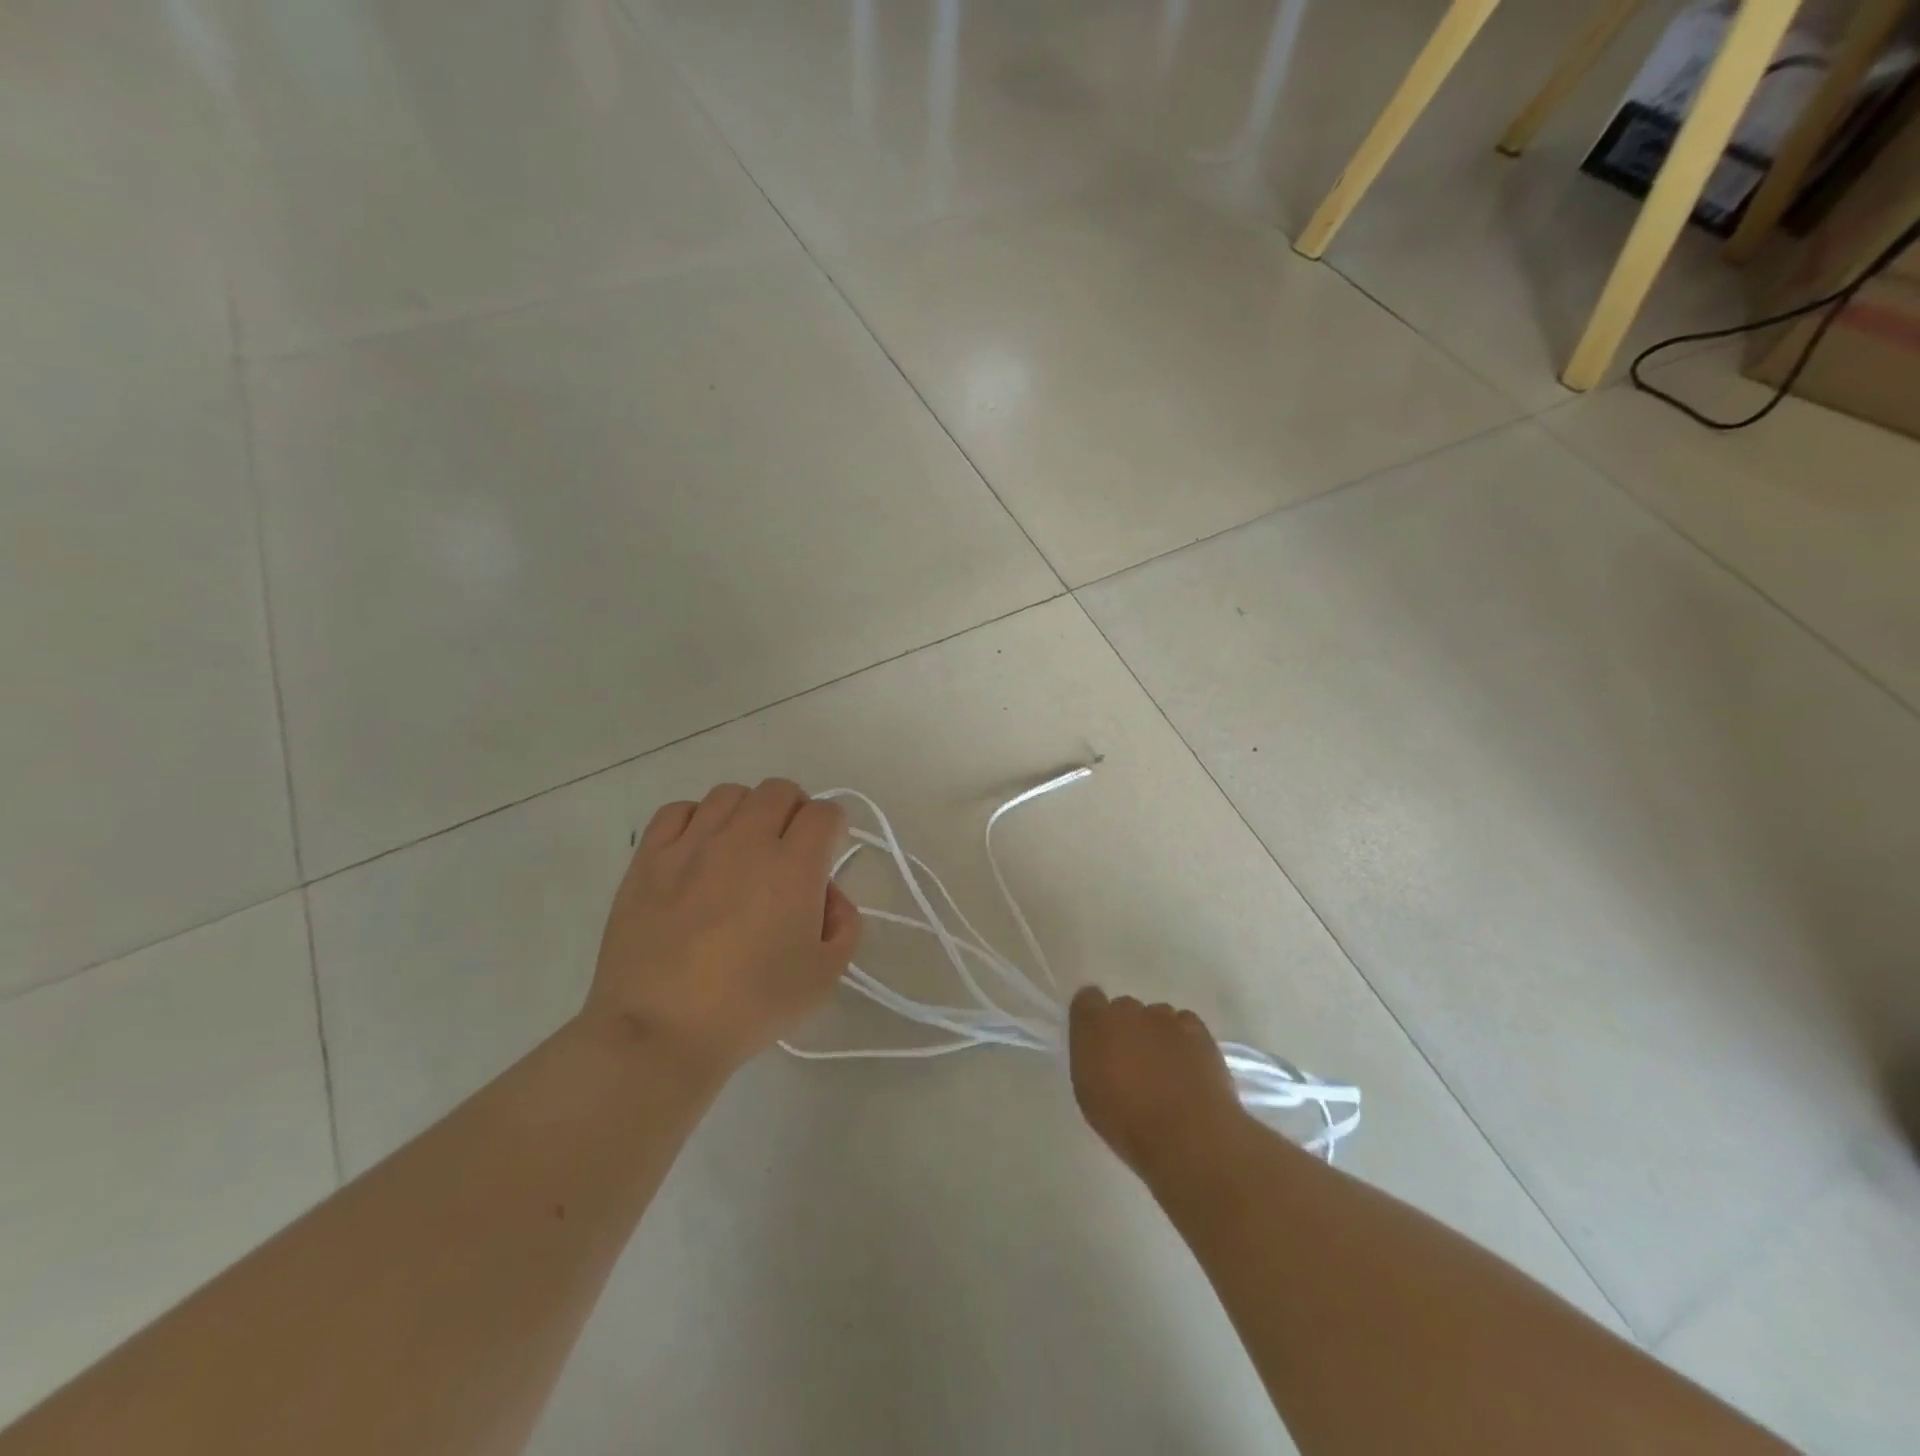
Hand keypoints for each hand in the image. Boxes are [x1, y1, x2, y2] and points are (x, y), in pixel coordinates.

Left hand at [586, 780, 860, 1075]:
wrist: (660, 1032)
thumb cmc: (751, 1007)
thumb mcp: (824, 976)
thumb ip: (844, 924)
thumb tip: (829, 895)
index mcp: (794, 866)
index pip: (825, 812)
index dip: (833, 826)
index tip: (826, 851)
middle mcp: (746, 841)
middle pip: (779, 791)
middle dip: (794, 811)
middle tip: (788, 848)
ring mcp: (693, 844)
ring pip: (730, 794)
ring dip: (747, 812)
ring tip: (742, 848)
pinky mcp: (649, 858)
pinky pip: (679, 810)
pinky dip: (697, 820)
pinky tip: (697, 850)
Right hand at [1068, 988, 1245, 1178]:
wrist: (1185, 1136)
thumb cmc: (1126, 1123)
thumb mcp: (1089, 1094)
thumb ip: (1091, 1059)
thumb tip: (1100, 1050)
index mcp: (1095, 1024)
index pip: (1087, 1000)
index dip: (1092, 1018)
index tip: (1097, 1041)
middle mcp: (1128, 1011)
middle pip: (1124, 1009)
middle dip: (1126, 1029)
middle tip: (1132, 1064)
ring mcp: (1165, 1018)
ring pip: (1156, 1017)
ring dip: (1155, 1036)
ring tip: (1165, 1071)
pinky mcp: (1197, 1030)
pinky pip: (1185, 1025)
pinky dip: (1184, 1041)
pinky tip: (1187, 1068)